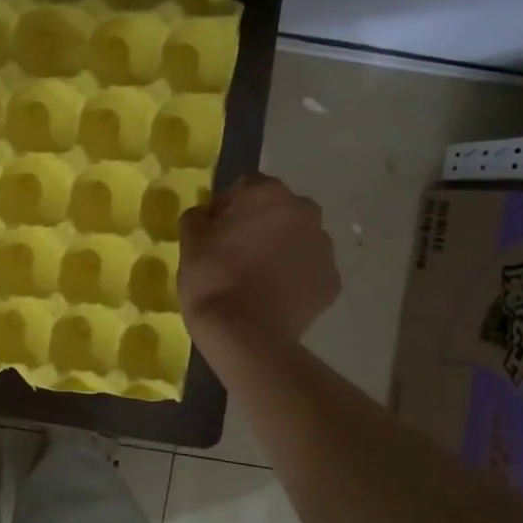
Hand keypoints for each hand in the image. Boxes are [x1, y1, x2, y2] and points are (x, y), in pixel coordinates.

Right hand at [178, 174, 338, 343]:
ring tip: (256, 279)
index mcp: (268, 193)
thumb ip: (197, 217)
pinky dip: (294, 278)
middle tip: (236, 254)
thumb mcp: (189, 242)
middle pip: (278, 211)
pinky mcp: (332, 281)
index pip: (246, 187)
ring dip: (280, 250)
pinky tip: (273, 297)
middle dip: (260, 225)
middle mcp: (304, 211)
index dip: (228, 207)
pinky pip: (308, 271)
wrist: (246, 334)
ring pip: (297, 240)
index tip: (214, 231)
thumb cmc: (212, 278)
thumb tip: (206, 215)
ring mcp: (324, 247)